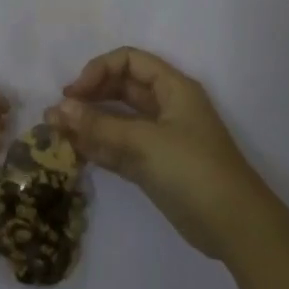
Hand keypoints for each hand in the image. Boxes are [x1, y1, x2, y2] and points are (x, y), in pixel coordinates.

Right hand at [47, 47, 274, 261]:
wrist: (234, 227)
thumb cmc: (194, 170)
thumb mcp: (144, 142)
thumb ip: (99, 125)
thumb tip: (57, 109)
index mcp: (173, 88)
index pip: (129, 61)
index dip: (99, 70)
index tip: (74, 93)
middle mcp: (165, 107)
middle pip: (120, 88)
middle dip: (89, 96)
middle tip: (58, 112)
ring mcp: (159, 138)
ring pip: (117, 119)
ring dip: (88, 123)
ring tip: (54, 131)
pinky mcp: (152, 166)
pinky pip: (118, 146)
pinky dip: (97, 146)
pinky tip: (72, 151)